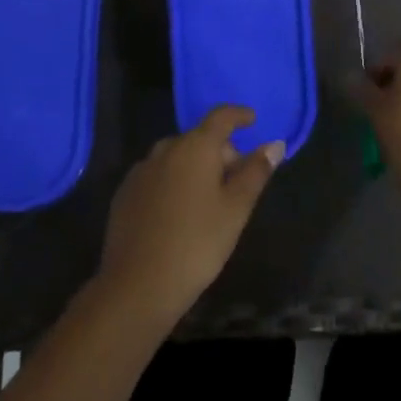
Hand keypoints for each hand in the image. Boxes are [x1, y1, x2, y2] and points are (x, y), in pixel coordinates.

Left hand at [97, 106, 282, 332]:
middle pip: (199, 139)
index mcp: (195, 147)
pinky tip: (179, 213)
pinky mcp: (125, 193)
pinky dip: (173, 183)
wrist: (138, 285)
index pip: (220, 117)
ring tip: (210, 201)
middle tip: (237, 183)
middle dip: (221, 153)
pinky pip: (157, 176)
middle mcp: (165, 149)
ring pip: (177, 158)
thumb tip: (275, 144)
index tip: (252, 120)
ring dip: (196, 168)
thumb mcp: (236, 209)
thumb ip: (256, 172)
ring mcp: (141, 171)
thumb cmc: (197, 243)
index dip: (238, 115)